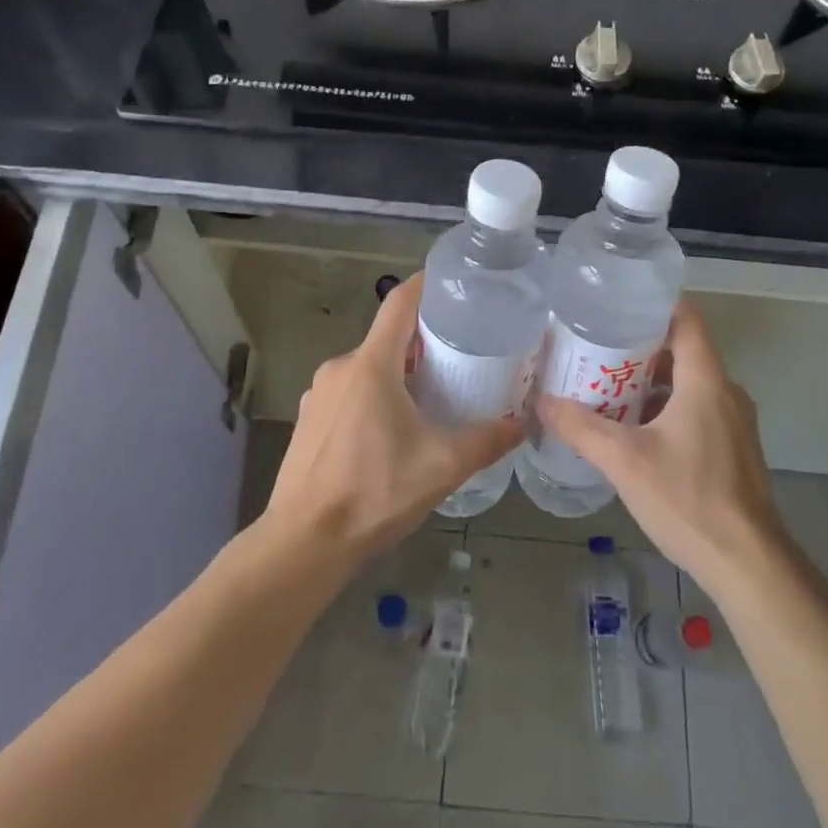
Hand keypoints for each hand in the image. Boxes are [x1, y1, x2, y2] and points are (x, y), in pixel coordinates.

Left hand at [262, 273, 522, 571]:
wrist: (304, 544)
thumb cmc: (374, 492)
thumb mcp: (441, 466)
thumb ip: (487, 440)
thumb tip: (523, 423)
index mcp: (371, 364)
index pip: (400, 303)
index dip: (426, 285)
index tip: (454, 283)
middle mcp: (341, 368)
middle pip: (387, 337)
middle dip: (423, 341)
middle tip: (460, 353)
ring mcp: (319, 394)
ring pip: (368, 368)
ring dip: (399, 373)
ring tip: (433, 394)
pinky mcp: (309, 420)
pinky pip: (349, 393)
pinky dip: (375, 396)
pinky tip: (394, 430)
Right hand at [536, 299, 784, 592]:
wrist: (748, 565)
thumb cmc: (688, 499)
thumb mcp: (625, 461)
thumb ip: (581, 428)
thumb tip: (541, 402)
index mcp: (706, 380)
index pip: (686, 318)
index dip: (654, 304)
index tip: (617, 302)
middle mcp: (726, 392)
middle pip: (683, 350)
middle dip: (640, 347)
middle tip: (596, 347)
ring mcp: (734, 422)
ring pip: (689, 383)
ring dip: (651, 382)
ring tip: (607, 386)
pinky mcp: (734, 449)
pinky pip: (697, 410)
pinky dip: (667, 408)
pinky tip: (635, 430)